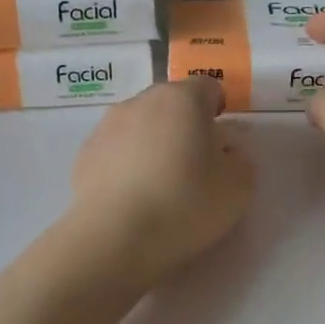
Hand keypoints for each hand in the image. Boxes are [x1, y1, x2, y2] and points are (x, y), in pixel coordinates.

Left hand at [66, 77, 254, 284]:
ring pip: (139, 125)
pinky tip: (132, 197)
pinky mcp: (84, 154)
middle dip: (184, 125)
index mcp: (182, 99)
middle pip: (170, 103)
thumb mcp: (238, 187)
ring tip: (160, 185)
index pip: (207, 87)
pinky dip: (126, 164)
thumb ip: (240, 159)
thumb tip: (225, 150)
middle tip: (194, 165)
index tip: (220, 142)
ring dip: (152, 142)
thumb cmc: (185, 204)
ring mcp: (107, 126)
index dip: (218, 109)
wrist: (115, 236)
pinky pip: (115, 150)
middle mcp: (141, 101)